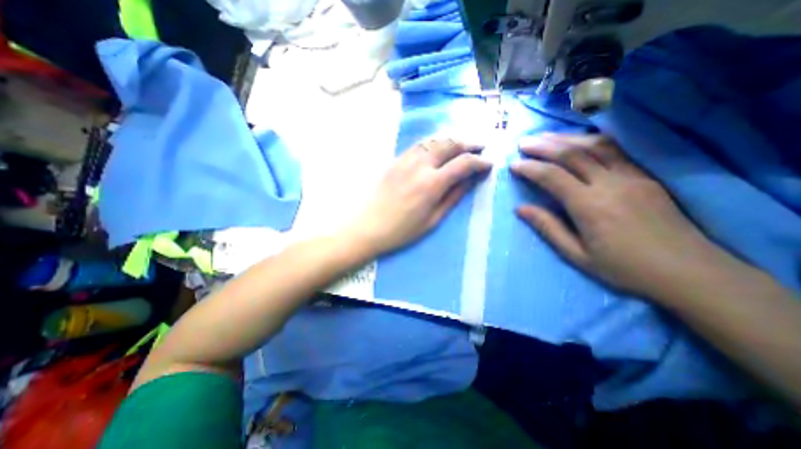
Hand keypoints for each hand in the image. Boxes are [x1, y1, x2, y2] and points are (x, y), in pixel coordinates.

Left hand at [346, 134, 490, 255]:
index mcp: (432, 184)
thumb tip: (471, 180)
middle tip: (480, 147)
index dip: (480, 162)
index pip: (463, 163)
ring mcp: (406, 160)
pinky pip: (419, 144)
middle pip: (450, 144)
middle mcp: (420, 165)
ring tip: (462, 146)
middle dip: (469, 144)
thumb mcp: (433, 220)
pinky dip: (434, 142)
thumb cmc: (402, 230)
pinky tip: (438, 148)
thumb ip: (453, 197)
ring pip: (434, 140)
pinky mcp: (396, 160)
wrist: (369, 226)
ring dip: (452, 140)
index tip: (489, 164)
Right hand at [512, 132, 731, 295]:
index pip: (553, 177)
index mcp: (589, 207)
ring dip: (566, 138)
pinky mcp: (645, 176)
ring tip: (545, 136)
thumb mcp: (576, 255)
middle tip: (524, 142)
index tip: (514, 164)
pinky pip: (616, 150)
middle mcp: (609, 185)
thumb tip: (520, 209)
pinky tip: (579, 139)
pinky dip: (593, 140)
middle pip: (572, 155)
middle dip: (544, 146)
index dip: (530, 168)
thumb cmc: (623, 268)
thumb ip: (548, 227)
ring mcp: (631, 177)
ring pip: (594, 147)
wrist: (688, 272)